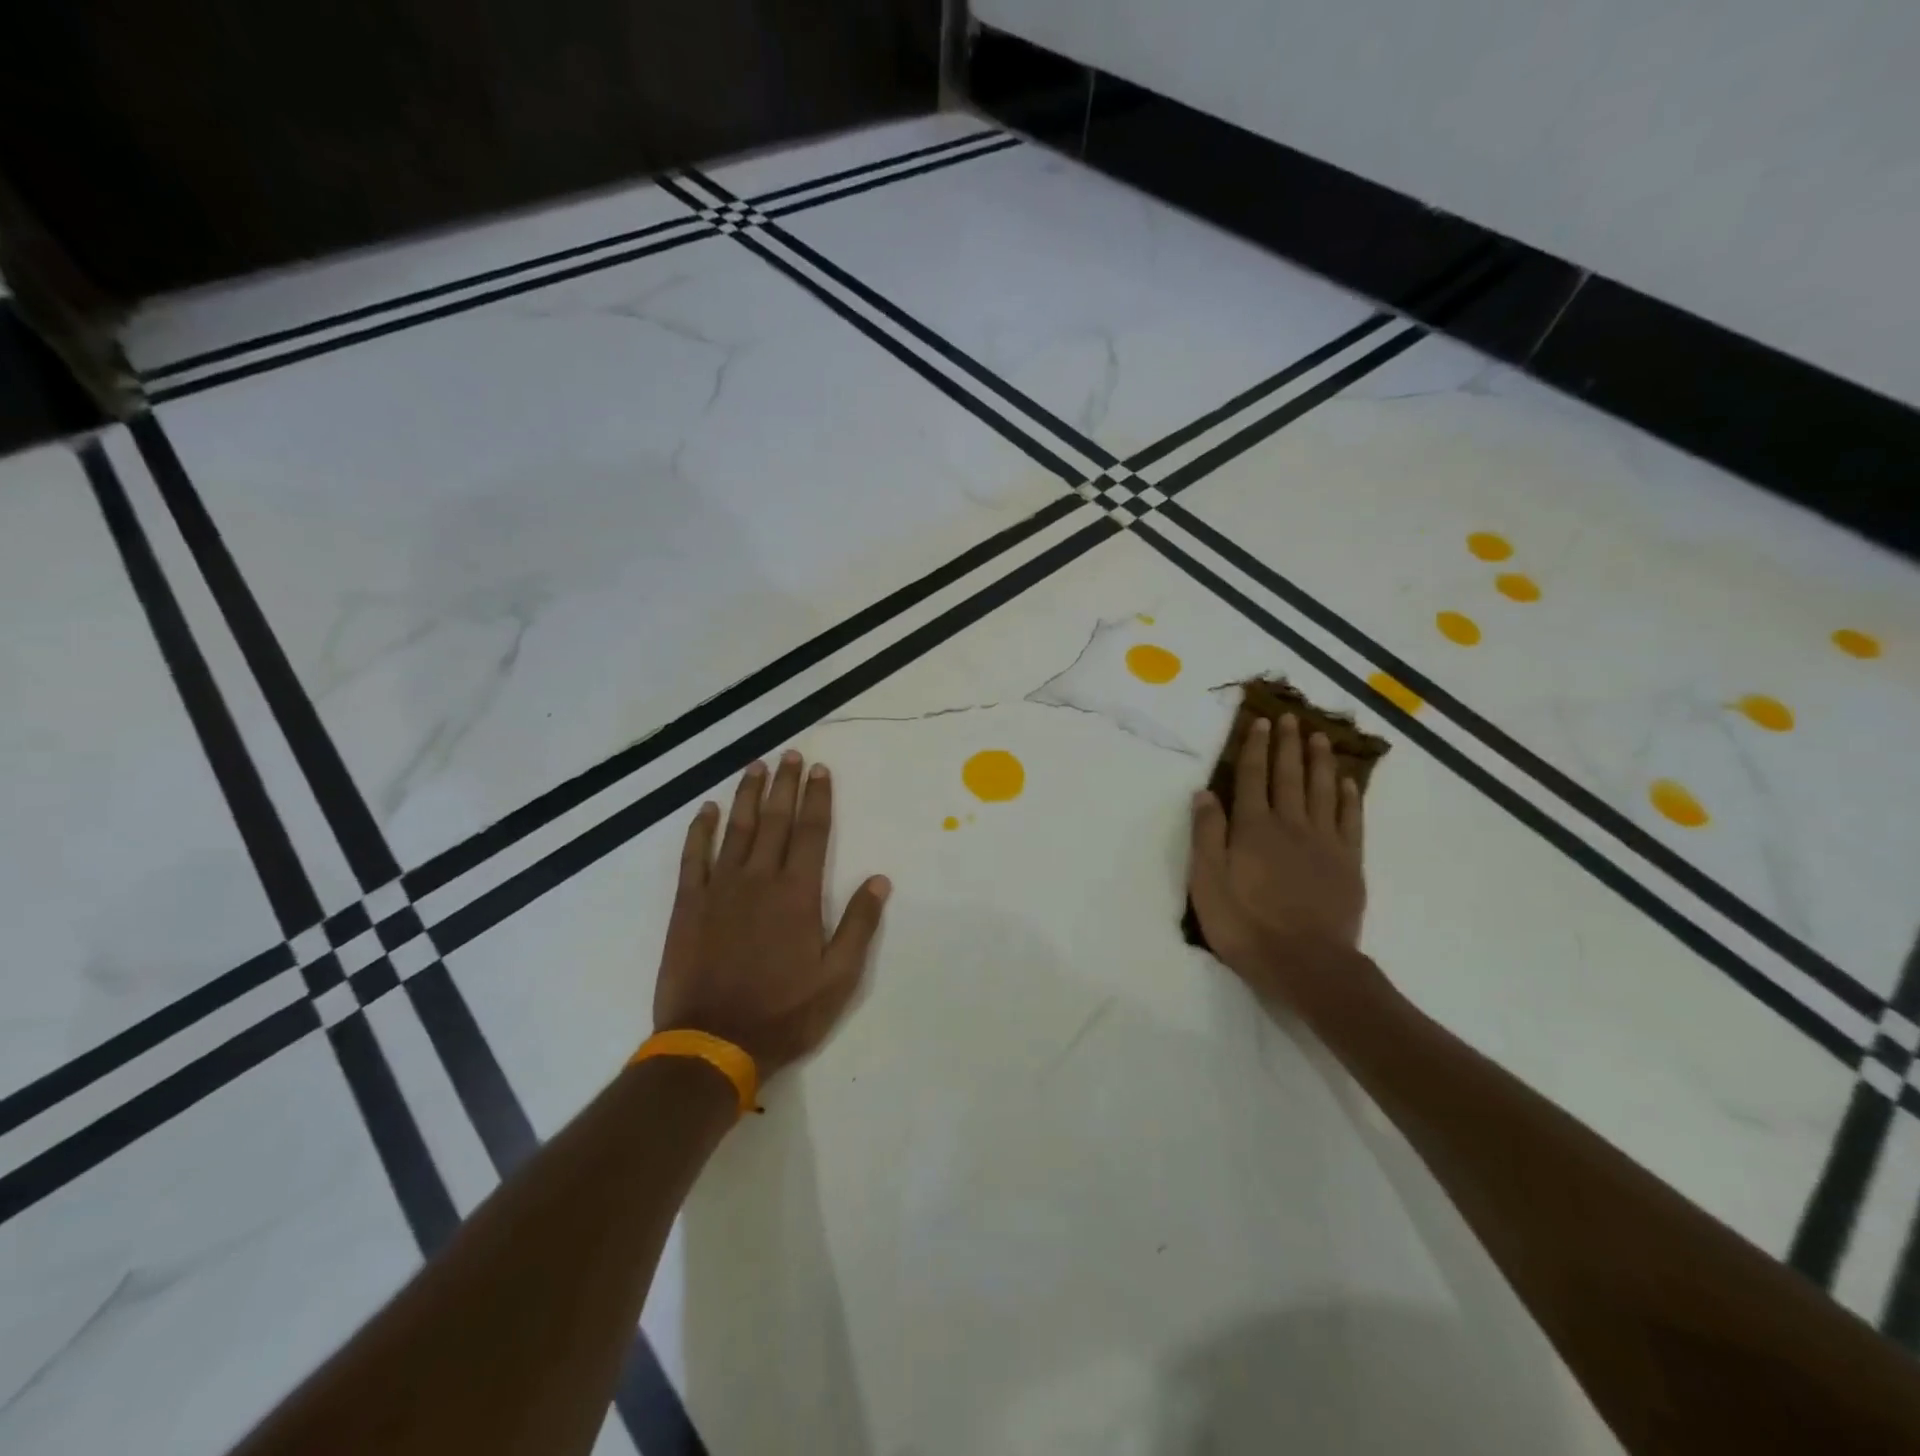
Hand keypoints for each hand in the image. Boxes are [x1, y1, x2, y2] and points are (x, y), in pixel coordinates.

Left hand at [654, 752, 889, 1075]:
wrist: (713, 1043)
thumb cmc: (784, 1013)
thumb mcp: (838, 977)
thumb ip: (859, 925)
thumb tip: (880, 879)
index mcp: (797, 894)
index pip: (811, 832)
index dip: (817, 798)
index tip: (819, 770)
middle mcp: (758, 879)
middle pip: (774, 820)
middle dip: (784, 785)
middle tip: (790, 754)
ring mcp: (719, 889)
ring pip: (736, 829)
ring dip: (747, 795)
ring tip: (754, 767)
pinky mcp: (688, 905)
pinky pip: (693, 857)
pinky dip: (700, 830)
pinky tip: (707, 810)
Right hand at [1188, 713, 1385, 1013]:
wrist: (1306, 964)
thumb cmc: (1246, 925)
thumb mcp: (1207, 882)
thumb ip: (1206, 834)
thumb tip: (1204, 793)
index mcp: (1252, 828)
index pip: (1251, 778)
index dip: (1254, 748)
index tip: (1258, 722)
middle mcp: (1289, 824)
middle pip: (1288, 776)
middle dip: (1287, 745)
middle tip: (1290, 718)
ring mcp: (1324, 842)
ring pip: (1321, 790)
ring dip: (1319, 761)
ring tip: (1319, 737)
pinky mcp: (1348, 862)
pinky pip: (1350, 819)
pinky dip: (1348, 797)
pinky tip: (1347, 781)